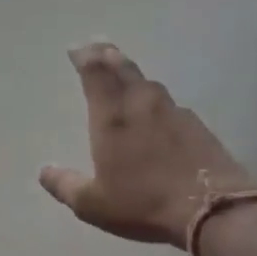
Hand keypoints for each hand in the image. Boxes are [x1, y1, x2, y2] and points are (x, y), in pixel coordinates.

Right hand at [39, 42, 256, 247]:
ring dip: (133, 75)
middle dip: (108, 55)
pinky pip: (170, 104)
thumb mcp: (92, 204)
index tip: (77, 49)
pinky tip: (157, 112)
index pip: (96, 74)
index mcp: (112, 117)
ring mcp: (174, 112)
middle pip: (123, 69)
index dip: (85, 57)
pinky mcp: (197, 126)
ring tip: (125, 74)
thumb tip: (44, 171)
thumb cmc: (143, 204)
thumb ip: (65, 185)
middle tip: (98, 46)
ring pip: (149, 84)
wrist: (213, 209)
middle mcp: (141, 105)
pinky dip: (156, 101)